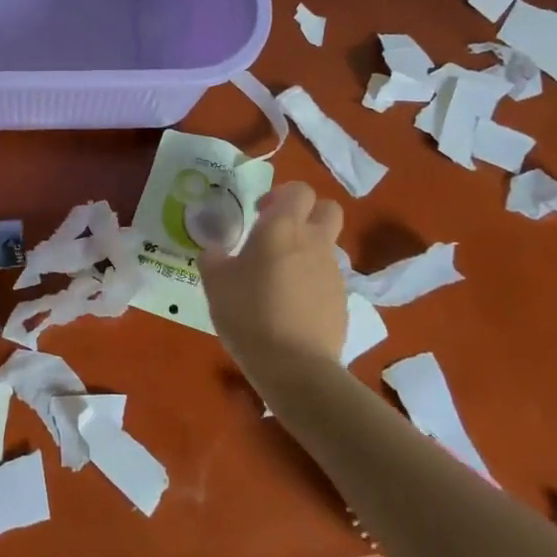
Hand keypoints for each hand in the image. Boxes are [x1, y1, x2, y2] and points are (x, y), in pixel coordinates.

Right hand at [198, 181, 346, 374]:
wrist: (295, 366)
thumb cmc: (249, 313)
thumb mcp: (215, 283)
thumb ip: (213, 258)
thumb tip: (215, 250)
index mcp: (282, 228)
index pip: (299, 190)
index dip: (281, 195)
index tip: (259, 213)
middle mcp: (314, 241)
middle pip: (327, 209)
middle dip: (307, 213)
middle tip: (279, 233)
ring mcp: (332, 272)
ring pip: (327, 245)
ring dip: (307, 250)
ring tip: (280, 277)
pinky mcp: (342, 301)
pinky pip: (328, 278)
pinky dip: (312, 282)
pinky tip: (291, 305)